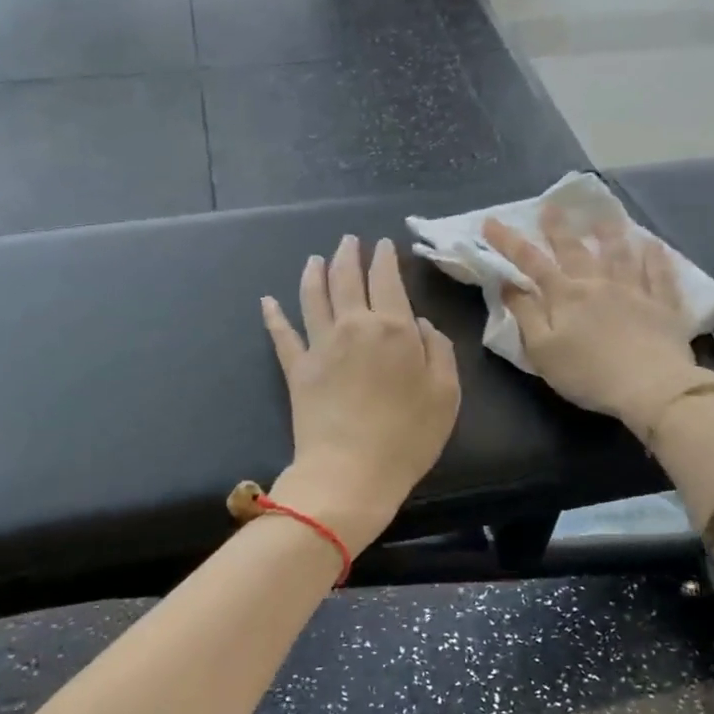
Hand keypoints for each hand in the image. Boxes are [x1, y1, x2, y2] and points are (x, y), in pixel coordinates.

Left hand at [261, 235, 460, 553]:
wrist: (351, 472)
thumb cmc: (408, 436)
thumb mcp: (446, 394)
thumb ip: (439, 351)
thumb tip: (422, 325)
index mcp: (393, 327)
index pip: (387, 279)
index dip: (385, 258)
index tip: (384, 245)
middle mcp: (353, 326)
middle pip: (346, 279)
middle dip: (348, 255)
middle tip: (348, 241)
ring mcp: (320, 346)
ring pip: (312, 297)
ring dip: (313, 273)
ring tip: (314, 259)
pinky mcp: (296, 370)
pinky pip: (282, 335)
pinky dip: (273, 316)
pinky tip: (267, 301)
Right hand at [484, 207, 713, 438]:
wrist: (651, 387)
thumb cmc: (587, 374)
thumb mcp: (542, 351)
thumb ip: (525, 315)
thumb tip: (508, 284)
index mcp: (565, 296)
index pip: (531, 262)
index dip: (509, 241)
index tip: (492, 221)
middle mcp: (598, 284)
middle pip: (575, 250)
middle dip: (559, 228)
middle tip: (551, 206)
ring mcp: (634, 291)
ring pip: (620, 254)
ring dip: (610, 233)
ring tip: (603, 216)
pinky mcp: (663, 305)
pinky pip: (660, 274)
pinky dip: (656, 257)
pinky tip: (654, 244)